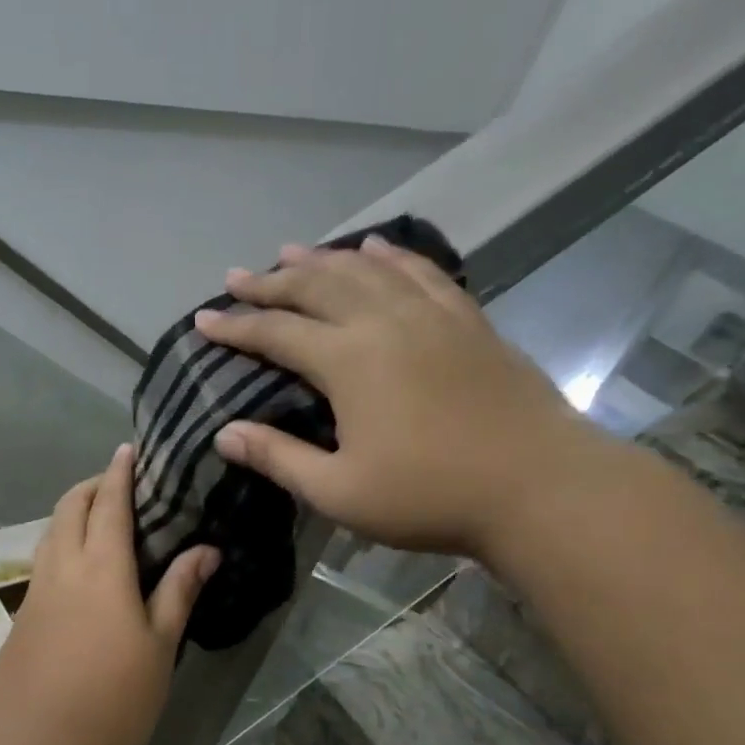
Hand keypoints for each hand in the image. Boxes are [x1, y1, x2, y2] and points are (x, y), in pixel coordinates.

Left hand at [0, 445, 219, 744]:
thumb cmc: (113, 699)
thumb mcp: (159, 647)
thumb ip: (179, 592)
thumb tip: (206, 549)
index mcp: (102, 568)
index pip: (109, 504)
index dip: (118, 473)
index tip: (127, 449)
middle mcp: (63, 567)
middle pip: (69, 507)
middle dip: (91, 486)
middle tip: (117, 485)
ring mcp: (36, 591)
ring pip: (50, 532)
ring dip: (71, 513)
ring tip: (97, 520)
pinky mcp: (22, 616)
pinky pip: (42, 561)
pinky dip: (60, 543)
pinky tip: (76, 569)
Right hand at [194, 238, 625, 560]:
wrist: (540, 487)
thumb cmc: (430, 496)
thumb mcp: (339, 490)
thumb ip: (278, 457)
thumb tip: (224, 433)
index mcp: (348, 361)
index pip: (276, 332)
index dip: (236, 326)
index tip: (204, 318)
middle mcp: (384, 323)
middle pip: (316, 288)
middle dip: (270, 282)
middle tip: (236, 277)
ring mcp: (431, 315)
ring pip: (366, 271)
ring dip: (323, 259)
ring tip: (291, 251)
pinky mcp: (468, 320)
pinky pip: (422, 273)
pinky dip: (392, 256)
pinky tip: (376, 248)